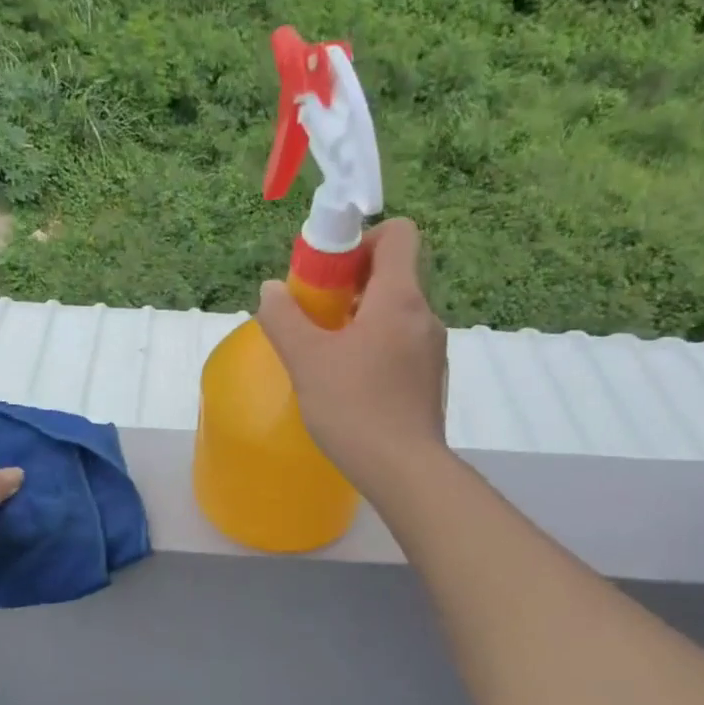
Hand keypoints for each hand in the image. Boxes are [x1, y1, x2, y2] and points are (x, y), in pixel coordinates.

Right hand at [256, 218, 449, 494]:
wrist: (403, 470)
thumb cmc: (354, 407)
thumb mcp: (306, 360)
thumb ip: (284, 318)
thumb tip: (271, 290)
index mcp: (399, 298)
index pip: (398, 234)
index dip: (362, 239)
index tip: (330, 271)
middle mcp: (424, 316)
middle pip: (393, 274)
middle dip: (351, 285)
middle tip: (316, 316)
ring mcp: (432, 350)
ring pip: (395, 314)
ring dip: (361, 320)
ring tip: (327, 354)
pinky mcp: (430, 380)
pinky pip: (401, 345)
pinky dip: (375, 349)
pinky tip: (349, 384)